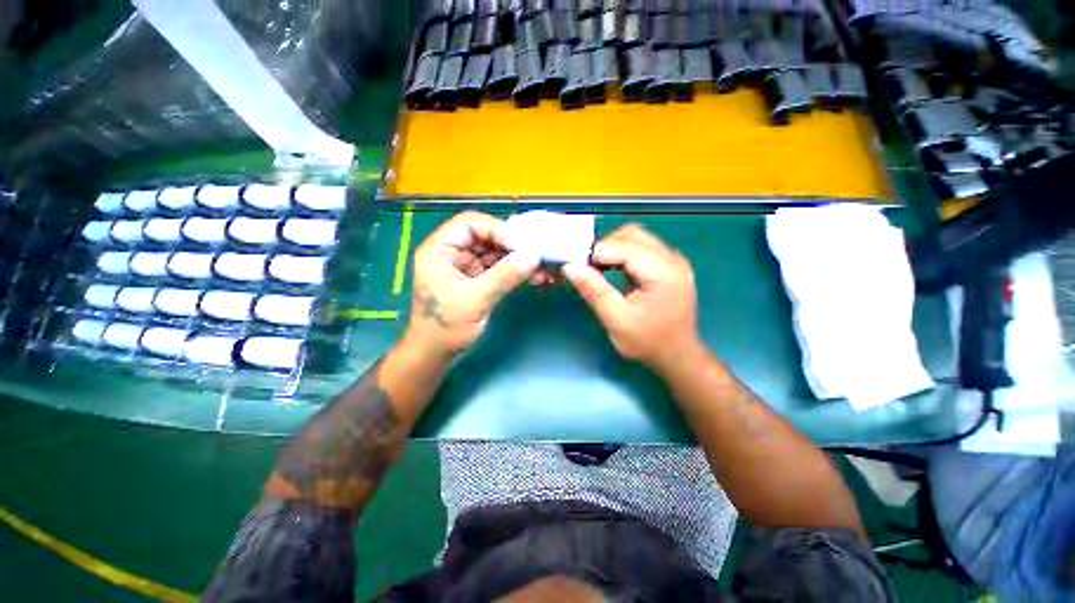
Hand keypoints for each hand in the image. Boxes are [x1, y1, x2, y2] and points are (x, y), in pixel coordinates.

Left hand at [405, 211, 538, 357]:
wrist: (435, 353)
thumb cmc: (446, 327)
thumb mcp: (475, 299)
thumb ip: (504, 276)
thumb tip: (533, 255)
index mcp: (440, 249)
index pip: (470, 223)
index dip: (496, 229)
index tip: (520, 245)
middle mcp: (452, 252)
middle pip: (485, 236)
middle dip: (511, 245)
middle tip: (534, 255)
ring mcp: (464, 265)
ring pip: (494, 251)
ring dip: (516, 258)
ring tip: (538, 268)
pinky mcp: (475, 278)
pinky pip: (497, 267)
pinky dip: (513, 270)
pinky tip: (531, 276)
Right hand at [563, 224, 699, 370]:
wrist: (677, 356)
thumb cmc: (648, 342)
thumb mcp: (616, 320)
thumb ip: (594, 291)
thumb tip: (570, 267)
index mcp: (663, 271)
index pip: (622, 246)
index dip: (594, 252)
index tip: (574, 265)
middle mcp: (671, 259)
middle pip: (631, 235)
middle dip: (604, 247)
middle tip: (585, 267)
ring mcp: (672, 260)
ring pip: (636, 238)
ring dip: (612, 248)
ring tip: (596, 269)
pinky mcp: (668, 265)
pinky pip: (641, 248)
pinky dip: (622, 254)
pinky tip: (611, 270)